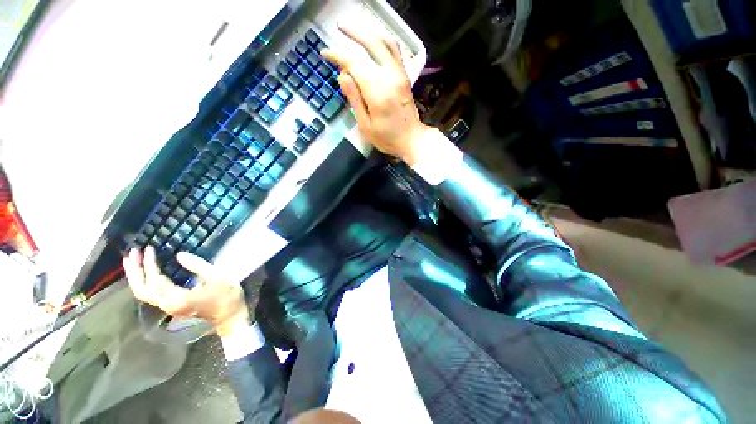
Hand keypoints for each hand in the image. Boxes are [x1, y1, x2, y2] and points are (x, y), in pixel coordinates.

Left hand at [123, 247, 248, 337]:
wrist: (229, 316)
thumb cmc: (226, 296)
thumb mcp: (218, 277)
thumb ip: (198, 266)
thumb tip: (179, 254)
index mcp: (178, 298)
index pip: (155, 280)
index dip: (150, 263)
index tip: (149, 248)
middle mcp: (167, 304)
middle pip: (141, 289)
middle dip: (134, 271)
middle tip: (132, 252)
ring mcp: (167, 306)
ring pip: (142, 293)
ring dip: (135, 276)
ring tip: (132, 260)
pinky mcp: (170, 305)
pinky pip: (149, 294)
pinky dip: (142, 282)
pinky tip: (144, 273)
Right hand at [322, 24, 432, 166]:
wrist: (412, 140)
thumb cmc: (387, 139)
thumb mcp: (366, 126)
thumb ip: (355, 100)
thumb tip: (343, 75)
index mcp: (378, 93)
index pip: (355, 63)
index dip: (338, 56)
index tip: (326, 54)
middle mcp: (390, 78)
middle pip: (372, 44)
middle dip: (353, 33)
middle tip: (339, 28)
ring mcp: (400, 75)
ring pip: (385, 43)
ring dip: (369, 32)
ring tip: (354, 29)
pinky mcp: (404, 76)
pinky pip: (395, 51)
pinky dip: (382, 40)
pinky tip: (373, 40)